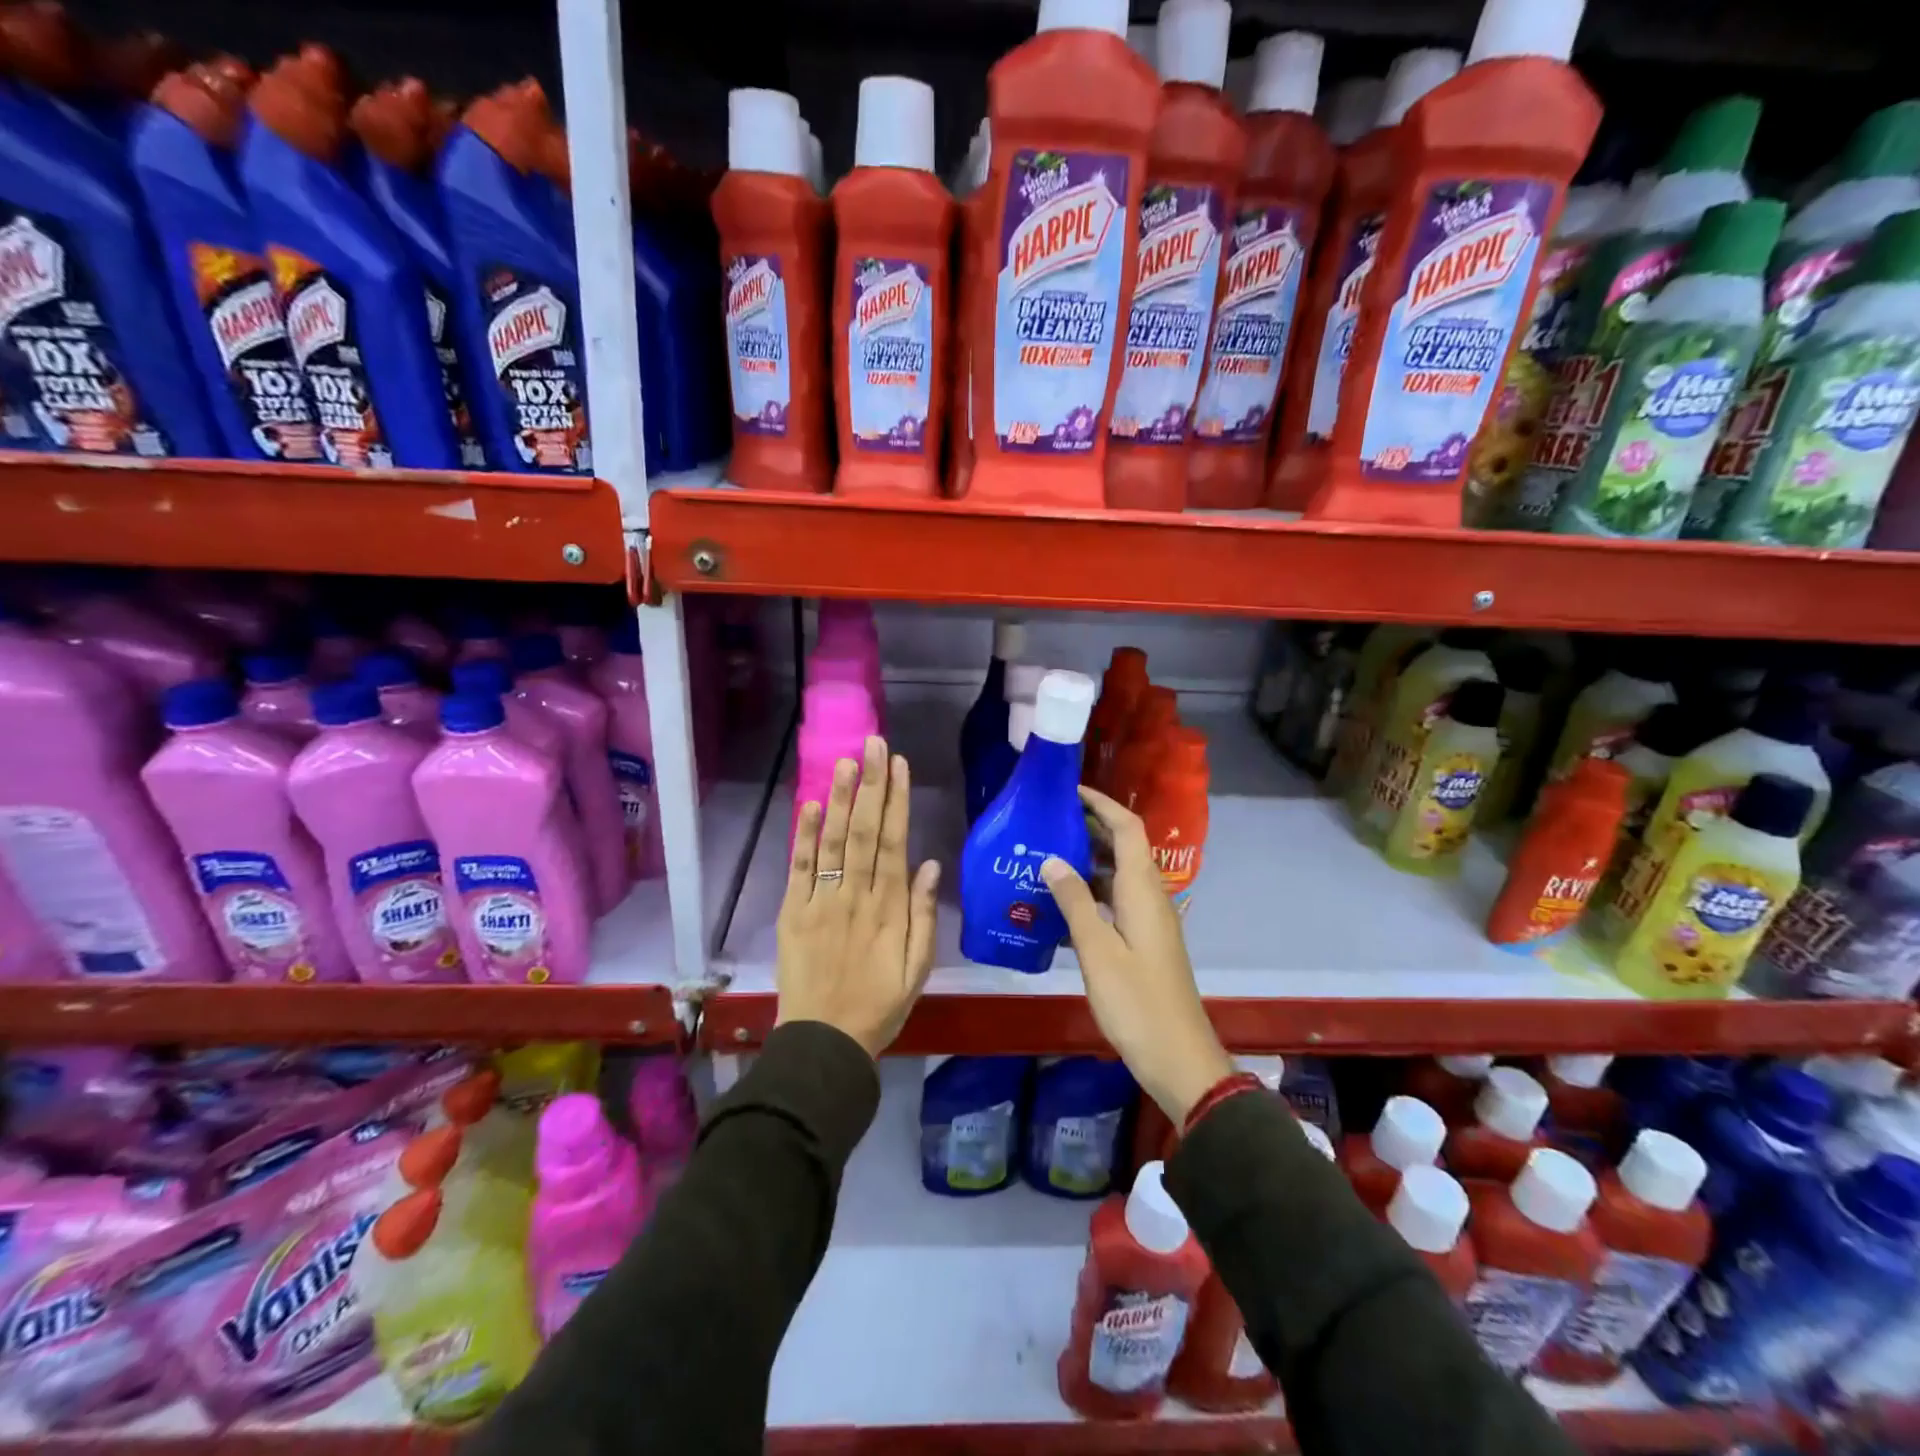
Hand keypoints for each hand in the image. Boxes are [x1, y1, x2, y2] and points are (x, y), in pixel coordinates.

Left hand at [776, 736, 941, 1056]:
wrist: (824, 1043)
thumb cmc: (880, 1005)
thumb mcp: (918, 968)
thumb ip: (925, 915)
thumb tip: (932, 864)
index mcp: (890, 909)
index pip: (894, 842)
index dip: (896, 801)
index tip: (898, 765)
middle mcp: (856, 896)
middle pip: (864, 832)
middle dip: (870, 785)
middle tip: (873, 744)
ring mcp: (821, 902)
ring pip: (833, 842)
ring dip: (839, 799)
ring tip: (845, 762)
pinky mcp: (793, 913)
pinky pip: (799, 869)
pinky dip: (803, 837)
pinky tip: (810, 805)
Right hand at [1041, 786, 1232, 1123]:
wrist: (1177, 1057)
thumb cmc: (1136, 1002)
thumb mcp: (1097, 950)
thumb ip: (1074, 901)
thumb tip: (1052, 859)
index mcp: (1142, 891)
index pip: (1128, 828)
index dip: (1102, 804)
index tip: (1069, 790)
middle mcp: (1150, 897)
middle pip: (1124, 846)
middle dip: (1090, 827)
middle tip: (1047, 821)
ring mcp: (1148, 920)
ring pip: (1119, 874)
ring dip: (1088, 859)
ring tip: (1046, 854)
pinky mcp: (1143, 941)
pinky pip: (1116, 900)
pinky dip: (1091, 891)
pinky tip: (1060, 902)